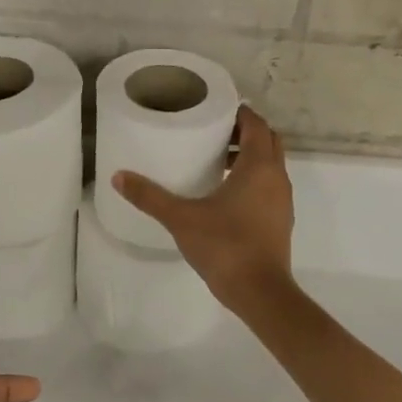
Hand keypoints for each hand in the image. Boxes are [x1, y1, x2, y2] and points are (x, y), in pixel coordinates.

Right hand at [112, 105, 294, 311]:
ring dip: (248, 157)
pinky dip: (252, 179)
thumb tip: (118, 177)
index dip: (239, 112)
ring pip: (270, 165)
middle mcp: (277, 177)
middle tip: (212, 133)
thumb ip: (150, 196)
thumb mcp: (181, 218)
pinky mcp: (280, 220)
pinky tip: (224, 194)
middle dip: (244, 132)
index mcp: (259, 166)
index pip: (256, 124)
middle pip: (267, 141)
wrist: (260, 292)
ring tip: (215, 161)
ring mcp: (282, 200)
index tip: (214, 110)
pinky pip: (269, 186)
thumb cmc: (225, 246)